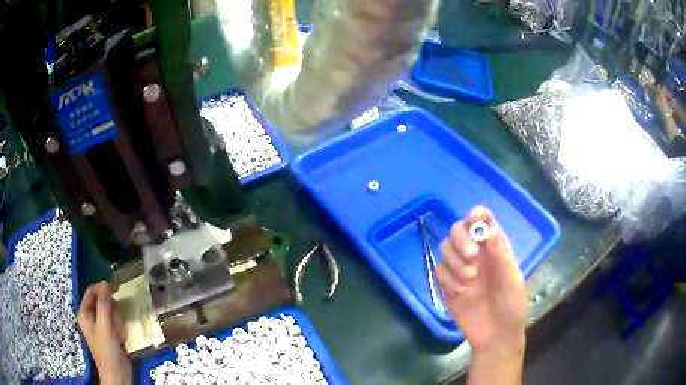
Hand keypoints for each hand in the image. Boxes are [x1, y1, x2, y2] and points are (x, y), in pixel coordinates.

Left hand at [77, 281, 131, 384]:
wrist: (118, 375)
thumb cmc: (107, 352)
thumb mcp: (105, 327)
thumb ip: (104, 305)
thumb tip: (106, 283)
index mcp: (84, 313)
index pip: (91, 292)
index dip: (102, 288)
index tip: (116, 289)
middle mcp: (91, 317)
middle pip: (102, 302)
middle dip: (112, 311)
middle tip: (116, 323)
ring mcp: (101, 326)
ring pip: (111, 312)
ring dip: (117, 321)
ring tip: (119, 334)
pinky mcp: (110, 333)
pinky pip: (116, 322)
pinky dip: (120, 328)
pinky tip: (121, 339)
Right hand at [437, 206, 526, 353]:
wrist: (495, 336)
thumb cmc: (511, 307)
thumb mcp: (512, 282)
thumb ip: (501, 257)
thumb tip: (489, 231)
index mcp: (496, 248)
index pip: (484, 221)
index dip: (477, 214)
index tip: (473, 218)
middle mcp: (477, 254)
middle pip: (458, 230)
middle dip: (462, 239)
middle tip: (472, 255)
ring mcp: (461, 269)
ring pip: (445, 248)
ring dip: (455, 260)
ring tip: (469, 279)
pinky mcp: (448, 285)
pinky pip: (439, 270)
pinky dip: (447, 279)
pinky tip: (460, 291)